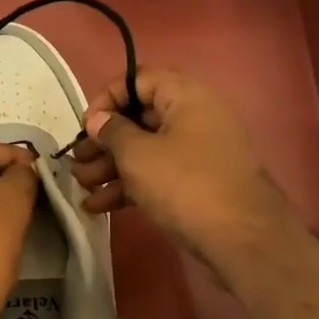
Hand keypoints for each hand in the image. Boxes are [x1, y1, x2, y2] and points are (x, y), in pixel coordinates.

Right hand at [70, 67, 299, 283]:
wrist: (240, 238)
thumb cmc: (184, 184)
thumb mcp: (138, 155)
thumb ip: (112, 132)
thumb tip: (98, 120)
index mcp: (186, 96)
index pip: (139, 80)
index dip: (108, 99)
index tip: (86, 126)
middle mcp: (194, 118)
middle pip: (139, 118)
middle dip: (104, 142)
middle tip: (78, 161)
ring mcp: (197, 153)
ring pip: (145, 150)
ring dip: (111, 168)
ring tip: (82, 188)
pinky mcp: (196, 184)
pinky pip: (156, 175)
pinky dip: (129, 186)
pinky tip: (98, 207)